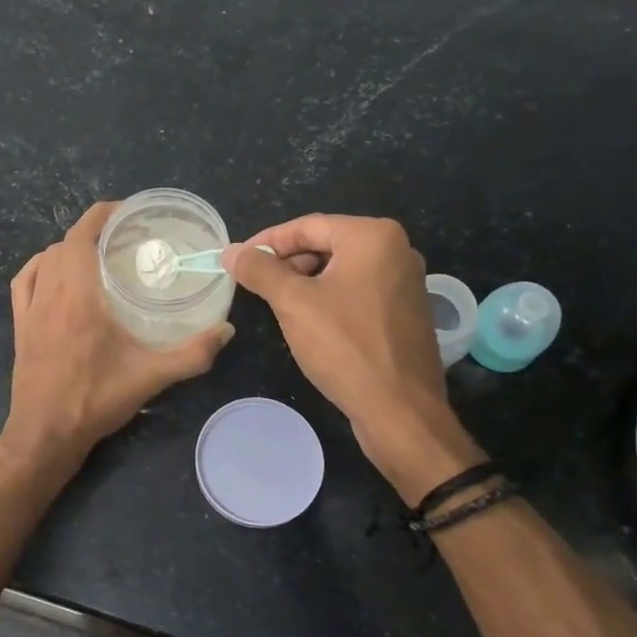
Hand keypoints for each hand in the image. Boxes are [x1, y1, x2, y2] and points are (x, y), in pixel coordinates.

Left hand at [1, 202, 231, 466]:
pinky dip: (39, 266)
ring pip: (44, 259)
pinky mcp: (20, 326)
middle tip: (124, 236)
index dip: (102, 215)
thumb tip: (227, 330)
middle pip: (65, 243)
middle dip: (93, 230)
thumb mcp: (151, 377)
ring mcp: (30, 309)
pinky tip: (53, 272)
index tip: (126, 211)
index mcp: (79, 296)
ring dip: (68, 247)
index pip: (82, 236)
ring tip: (96, 253)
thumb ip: (192, 353)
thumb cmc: (96, 400)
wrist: (45, 433)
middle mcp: (51, 294)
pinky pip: (24, 282)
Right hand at [224, 215, 482, 502]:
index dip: (267, 242)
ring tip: (276, 305)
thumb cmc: (345, 347)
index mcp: (373, 236)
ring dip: (305, 283)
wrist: (400, 411)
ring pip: (341, 270)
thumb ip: (259, 270)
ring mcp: (405, 283)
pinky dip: (329, 299)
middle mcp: (396, 250)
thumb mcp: (293, 303)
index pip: (307, 226)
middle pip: (326, 245)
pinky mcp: (405, 312)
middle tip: (254, 285)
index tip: (237, 259)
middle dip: (287, 263)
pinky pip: (358, 292)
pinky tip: (309, 323)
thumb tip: (231, 251)